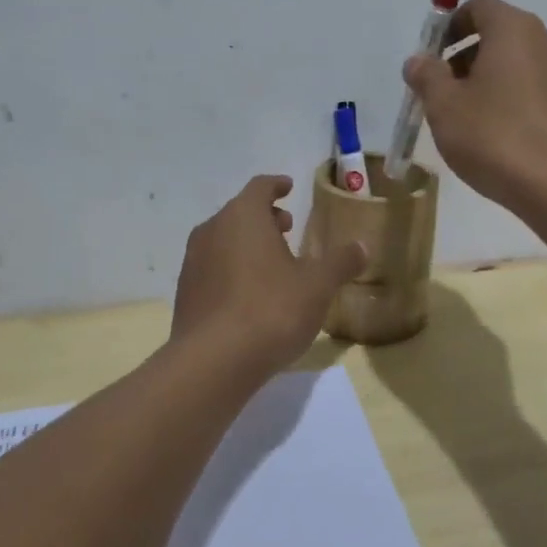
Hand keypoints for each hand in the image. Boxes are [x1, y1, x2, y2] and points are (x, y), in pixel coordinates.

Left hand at [172, 174, 366, 369]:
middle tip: (287, 228)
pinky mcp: (185, 293)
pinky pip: (212, 268)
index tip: (288, 187)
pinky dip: (231, 269)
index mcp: (243, 216)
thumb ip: (340, 262)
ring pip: (223, 239)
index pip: (260, 187)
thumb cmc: (271, 310)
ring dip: (247, 244)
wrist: (213, 362)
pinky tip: (249, 294)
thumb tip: (361, 246)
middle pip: (240, 212)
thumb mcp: (317, 286)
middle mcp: (212, 230)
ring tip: (271, 263)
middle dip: (264, 217)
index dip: (276, 185)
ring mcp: (193, 261)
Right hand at [403, 0, 546, 208]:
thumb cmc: (494, 135)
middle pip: (498, 37)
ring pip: (516, 67)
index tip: (431, 58)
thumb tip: (418, 60)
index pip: (479, 7)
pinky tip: (495, 140)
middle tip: (441, 93)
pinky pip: (533, 93)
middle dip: (464, 59)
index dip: (450, 27)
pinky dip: (510, 103)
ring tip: (465, 122)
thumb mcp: (444, 105)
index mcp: (514, 30)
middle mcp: (546, 43)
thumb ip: (427, 76)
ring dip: (486, 83)